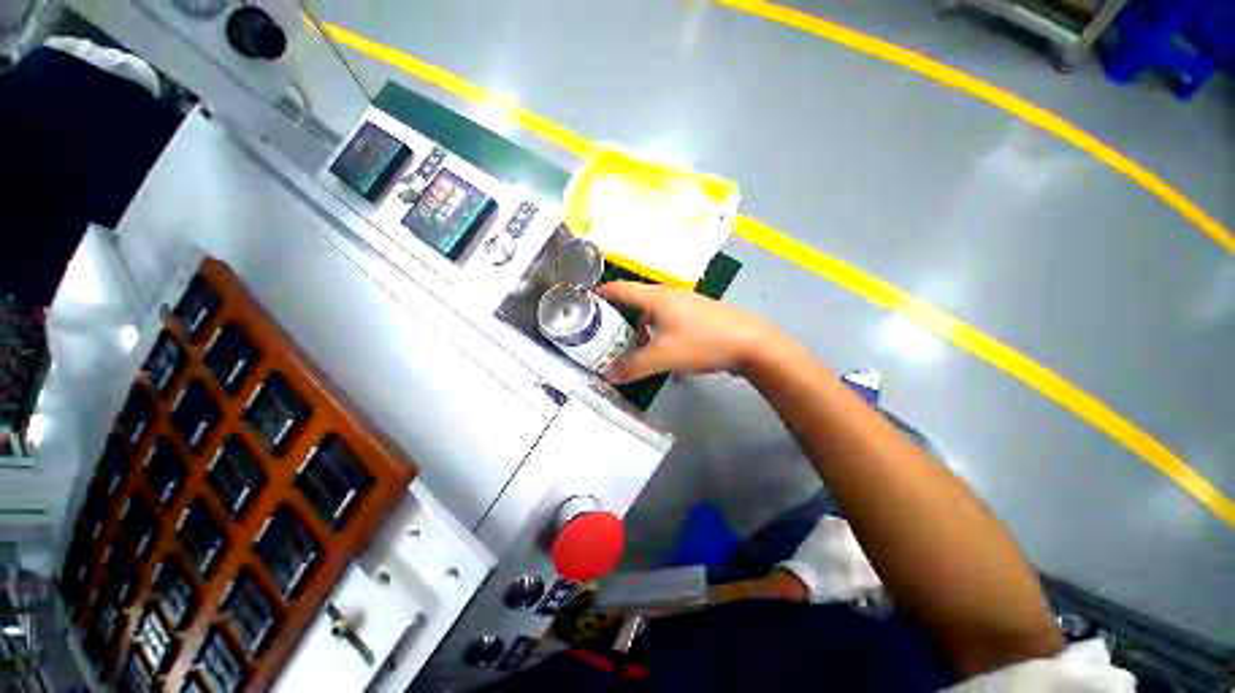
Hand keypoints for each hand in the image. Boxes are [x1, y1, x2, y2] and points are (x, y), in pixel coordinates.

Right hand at [597, 281, 779, 384]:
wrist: (751, 343)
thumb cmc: (702, 342)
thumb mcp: (663, 357)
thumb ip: (633, 366)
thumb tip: (607, 374)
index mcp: (656, 297)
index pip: (619, 289)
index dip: (600, 293)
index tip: (583, 303)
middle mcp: (668, 295)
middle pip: (635, 301)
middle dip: (617, 316)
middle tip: (601, 334)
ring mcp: (685, 305)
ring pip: (652, 314)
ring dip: (639, 329)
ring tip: (630, 349)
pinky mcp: (697, 316)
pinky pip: (667, 321)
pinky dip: (656, 333)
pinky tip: (659, 352)